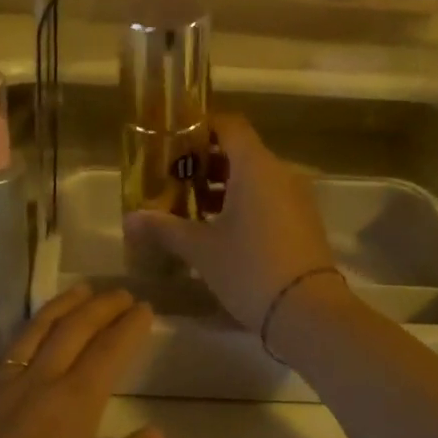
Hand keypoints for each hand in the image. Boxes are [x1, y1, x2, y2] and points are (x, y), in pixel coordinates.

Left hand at [0, 284, 161, 437]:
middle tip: (121, 293)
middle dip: (99, 306)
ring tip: (80, 292)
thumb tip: (153, 434)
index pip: (107, 353)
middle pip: (71, 331)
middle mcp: (35, 386)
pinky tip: (33, 337)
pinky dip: (29, 332)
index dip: (128, 327)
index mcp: (72, 408)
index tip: (145, 309)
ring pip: (33, 333)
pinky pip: (8, 353)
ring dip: (61, 307)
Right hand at [123, 114, 338, 332]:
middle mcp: (280, 172)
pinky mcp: (303, 222)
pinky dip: (241, 203)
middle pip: (239, 151)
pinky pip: (267, 198)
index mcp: (255, 166)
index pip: (229, 125)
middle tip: (171, 180)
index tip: (172, 141)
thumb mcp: (200, 248)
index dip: (199, 127)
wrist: (308, 312)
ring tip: (188, 208)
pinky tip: (217, 230)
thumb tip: (129, 219)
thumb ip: (164, 228)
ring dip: (221, 187)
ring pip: (253, 178)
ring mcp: (296, 197)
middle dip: (203, 163)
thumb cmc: (250, 268)